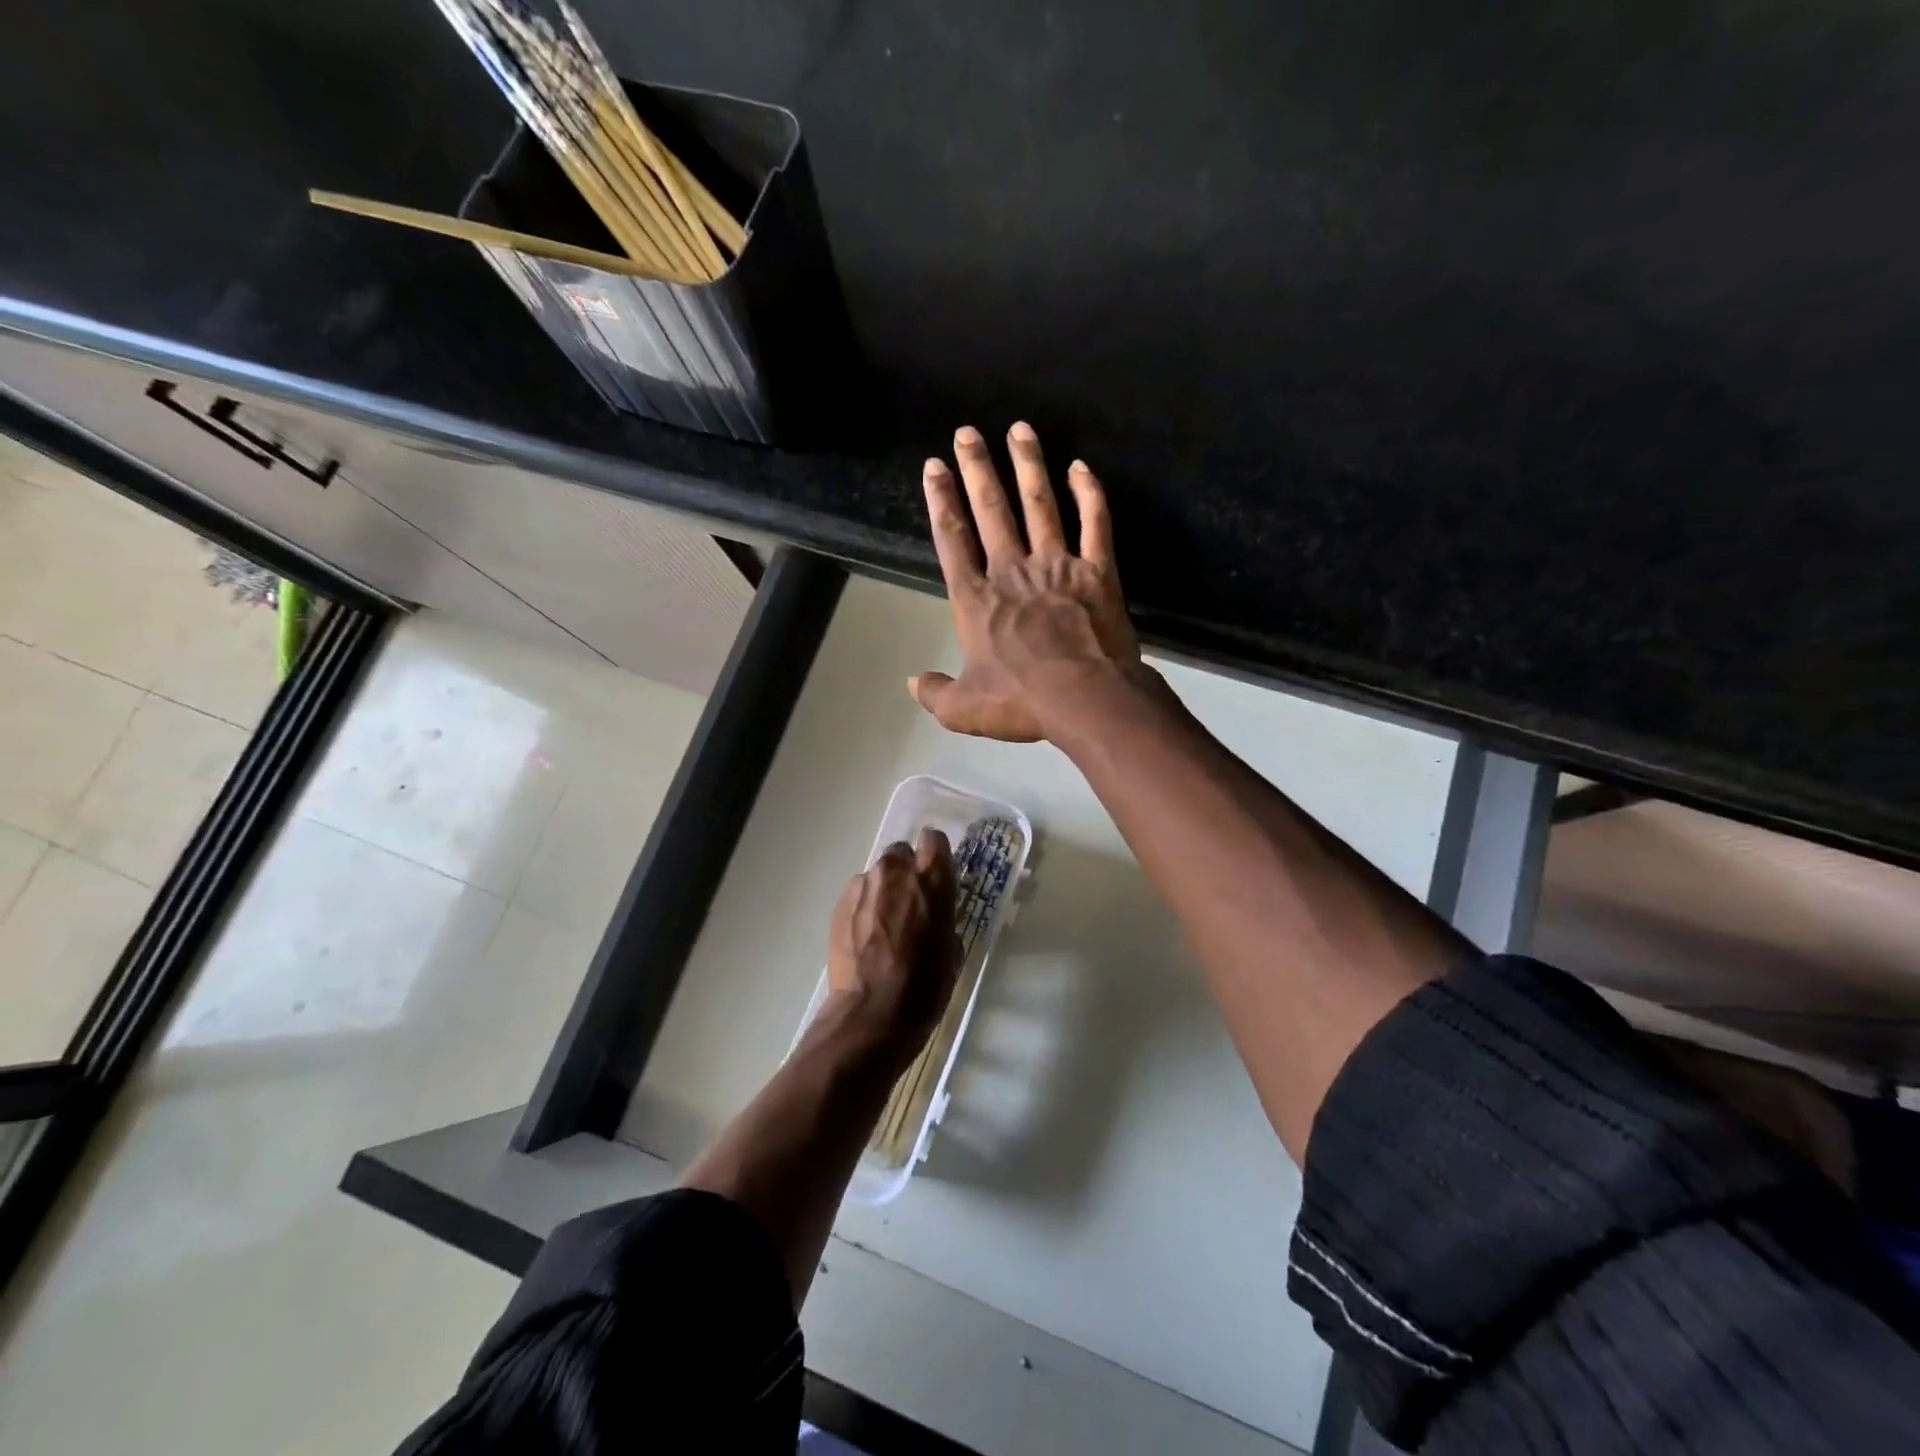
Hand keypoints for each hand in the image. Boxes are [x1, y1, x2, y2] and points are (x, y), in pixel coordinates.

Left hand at [824, 828, 957, 1069]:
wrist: (871, 1014)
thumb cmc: (925, 986)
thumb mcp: (951, 947)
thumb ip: (942, 913)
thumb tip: (934, 909)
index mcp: (931, 880)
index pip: (934, 840)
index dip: (935, 855)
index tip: (936, 873)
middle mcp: (895, 872)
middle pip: (901, 852)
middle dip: (906, 871)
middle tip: (909, 902)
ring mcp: (863, 886)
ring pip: (877, 875)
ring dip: (883, 890)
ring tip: (883, 925)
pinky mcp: (839, 904)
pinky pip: (858, 895)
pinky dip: (864, 908)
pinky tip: (865, 938)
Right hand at [910, 422, 1142, 741]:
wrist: (1085, 698)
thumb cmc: (1021, 702)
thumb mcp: (963, 710)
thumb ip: (935, 693)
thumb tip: (912, 682)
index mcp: (976, 600)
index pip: (952, 540)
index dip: (941, 502)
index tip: (934, 468)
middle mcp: (1012, 571)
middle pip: (991, 511)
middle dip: (977, 469)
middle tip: (967, 433)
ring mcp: (1057, 566)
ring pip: (1039, 504)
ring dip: (1027, 465)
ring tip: (1019, 429)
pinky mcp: (1097, 571)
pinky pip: (1095, 523)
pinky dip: (1090, 494)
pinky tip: (1081, 467)